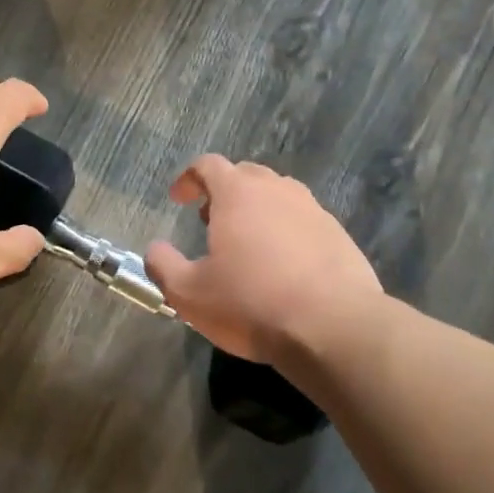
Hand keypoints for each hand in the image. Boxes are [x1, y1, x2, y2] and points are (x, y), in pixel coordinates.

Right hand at [145, 156, 381, 363]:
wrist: (335, 327)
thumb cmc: (253, 304)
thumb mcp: (190, 294)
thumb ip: (164, 266)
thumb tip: (155, 249)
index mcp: (238, 193)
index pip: (208, 165)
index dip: (189, 178)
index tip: (178, 199)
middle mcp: (277, 189)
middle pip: (245, 174)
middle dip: (223, 192)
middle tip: (210, 221)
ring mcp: (313, 209)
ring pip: (278, 195)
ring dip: (257, 209)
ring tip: (247, 244)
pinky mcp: (338, 234)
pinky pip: (303, 220)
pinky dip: (286, 231)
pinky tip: (284, 265)